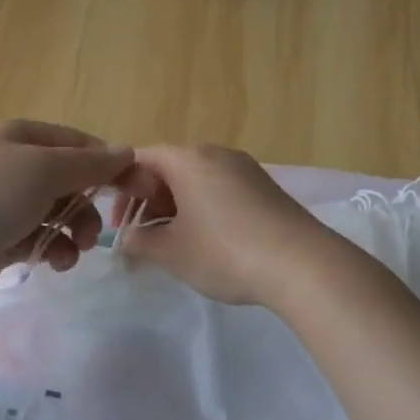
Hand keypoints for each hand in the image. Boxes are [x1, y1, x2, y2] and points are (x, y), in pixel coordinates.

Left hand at [0, 119, 133, 304]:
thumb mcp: (44, 171)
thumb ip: (90, 163)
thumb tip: (127, 151)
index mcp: (20, 136)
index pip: (79, 143)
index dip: (111, 165)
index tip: (141, 190)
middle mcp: (11, 164)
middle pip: (69, 179)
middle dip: (89, 205)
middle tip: (101, 232)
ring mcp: (2, 202)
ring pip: (56, 212)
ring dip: (74, 231)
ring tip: (75, 250)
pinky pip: (38, 237)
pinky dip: (52, 248)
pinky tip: (53, 262)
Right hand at [110, 144, 328, 305]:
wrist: (301, 265)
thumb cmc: (224, 252)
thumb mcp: (171, 252)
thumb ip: (139, 241)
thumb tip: (126, 238)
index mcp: (187, 159)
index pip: (140, 159)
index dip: (121, 188)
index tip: (118, 222)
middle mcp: (216, 154)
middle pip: (169, 168)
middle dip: (149, 200)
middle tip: (141, 235)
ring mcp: (245, 169)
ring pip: (196, 180)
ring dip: (176, 206)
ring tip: (172, 242)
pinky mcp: (265, 188)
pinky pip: (221, 190)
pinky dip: (203, 208)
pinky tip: (207, 240)